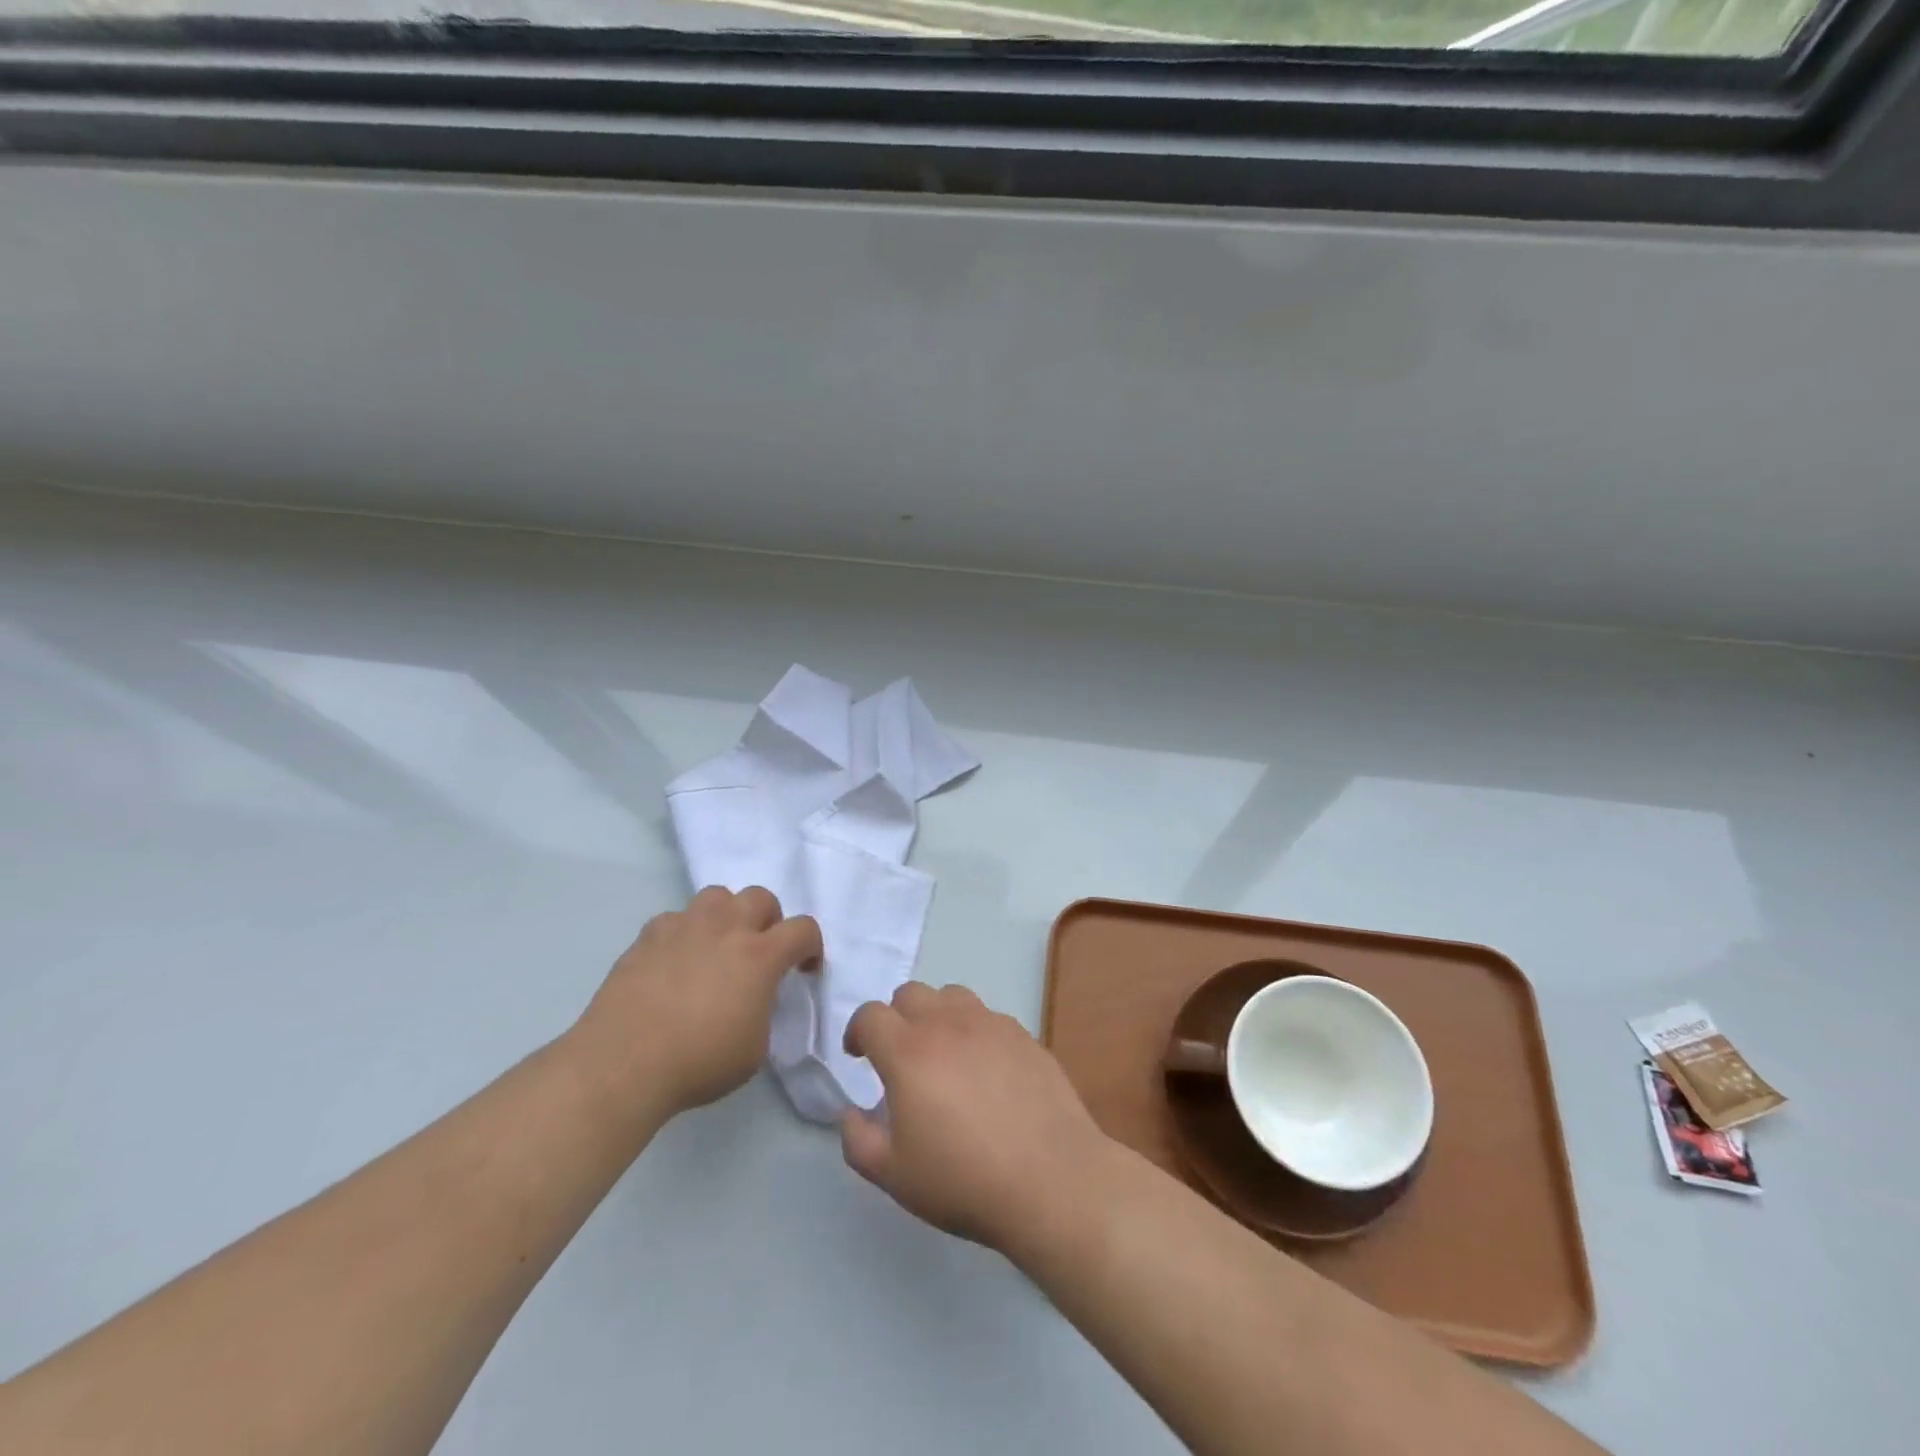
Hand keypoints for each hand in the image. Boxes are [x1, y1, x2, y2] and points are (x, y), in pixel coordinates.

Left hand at [573, 886, 821, 1116]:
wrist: (623, 1064)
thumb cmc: (699, 1062)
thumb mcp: (755, 1048)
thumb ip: (764, 1010)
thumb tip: (754, 998)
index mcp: (760, 956)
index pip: (803, 929)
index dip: (810, 946)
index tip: (802, 969)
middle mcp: (726, 928)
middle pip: (761, 897)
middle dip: (768, 920)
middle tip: (759, 951)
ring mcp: (684, 926)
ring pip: (716, 896)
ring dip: (726, 915)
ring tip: (716, 946)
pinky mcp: (648, 936)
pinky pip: (675, 919)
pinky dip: (682, 933)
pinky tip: (674, 961)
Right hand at [839, 982, 1112, 1255]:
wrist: (1051, 1179)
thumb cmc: (963, 1180)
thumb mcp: (894, 1175)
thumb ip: (858, 1140)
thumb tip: (852, 1113)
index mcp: (908, 1052)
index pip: (871, 1015)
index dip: (857, 1031)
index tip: (859, 1055)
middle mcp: (947, 1024)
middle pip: (910, 993)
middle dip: (895, 1017)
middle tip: (899, 1055)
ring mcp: (990, 1024)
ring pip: (952, 995)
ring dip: (936, 1015)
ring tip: (943, 1053)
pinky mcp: (1024, 1035)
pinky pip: (988, 1016)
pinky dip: (975, 1031)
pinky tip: (985, 1069)